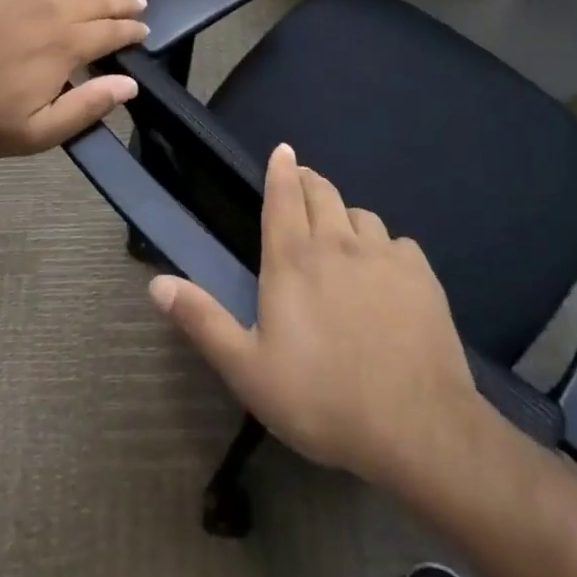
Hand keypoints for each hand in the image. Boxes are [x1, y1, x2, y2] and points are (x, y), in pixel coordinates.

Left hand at [0, 0, 148, 157]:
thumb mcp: (40, 132)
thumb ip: (87, 106)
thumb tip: (129, 84)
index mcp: (65, 47)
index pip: (109, 33)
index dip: (131, 30)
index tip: (145, 30)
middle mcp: (51, 14)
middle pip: (96, 3)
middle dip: (121, 2)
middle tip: (140, 1)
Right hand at [149, 143, 489, 486]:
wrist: (416, 426)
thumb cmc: (322, 398)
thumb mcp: (248, 369)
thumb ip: (203, 321)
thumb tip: (156, 283)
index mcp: (292, 258)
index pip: (282, 194)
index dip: (281, 169)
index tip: (283, 150)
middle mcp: (335, 242)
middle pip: (321, 192)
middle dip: (309, 182)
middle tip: (303, 185)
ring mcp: (381, 254)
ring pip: (360, 213)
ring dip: (345, 215)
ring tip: (342, 234)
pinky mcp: (420, 273)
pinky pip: (398, 243)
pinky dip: (386, 248)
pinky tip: (387, 273)